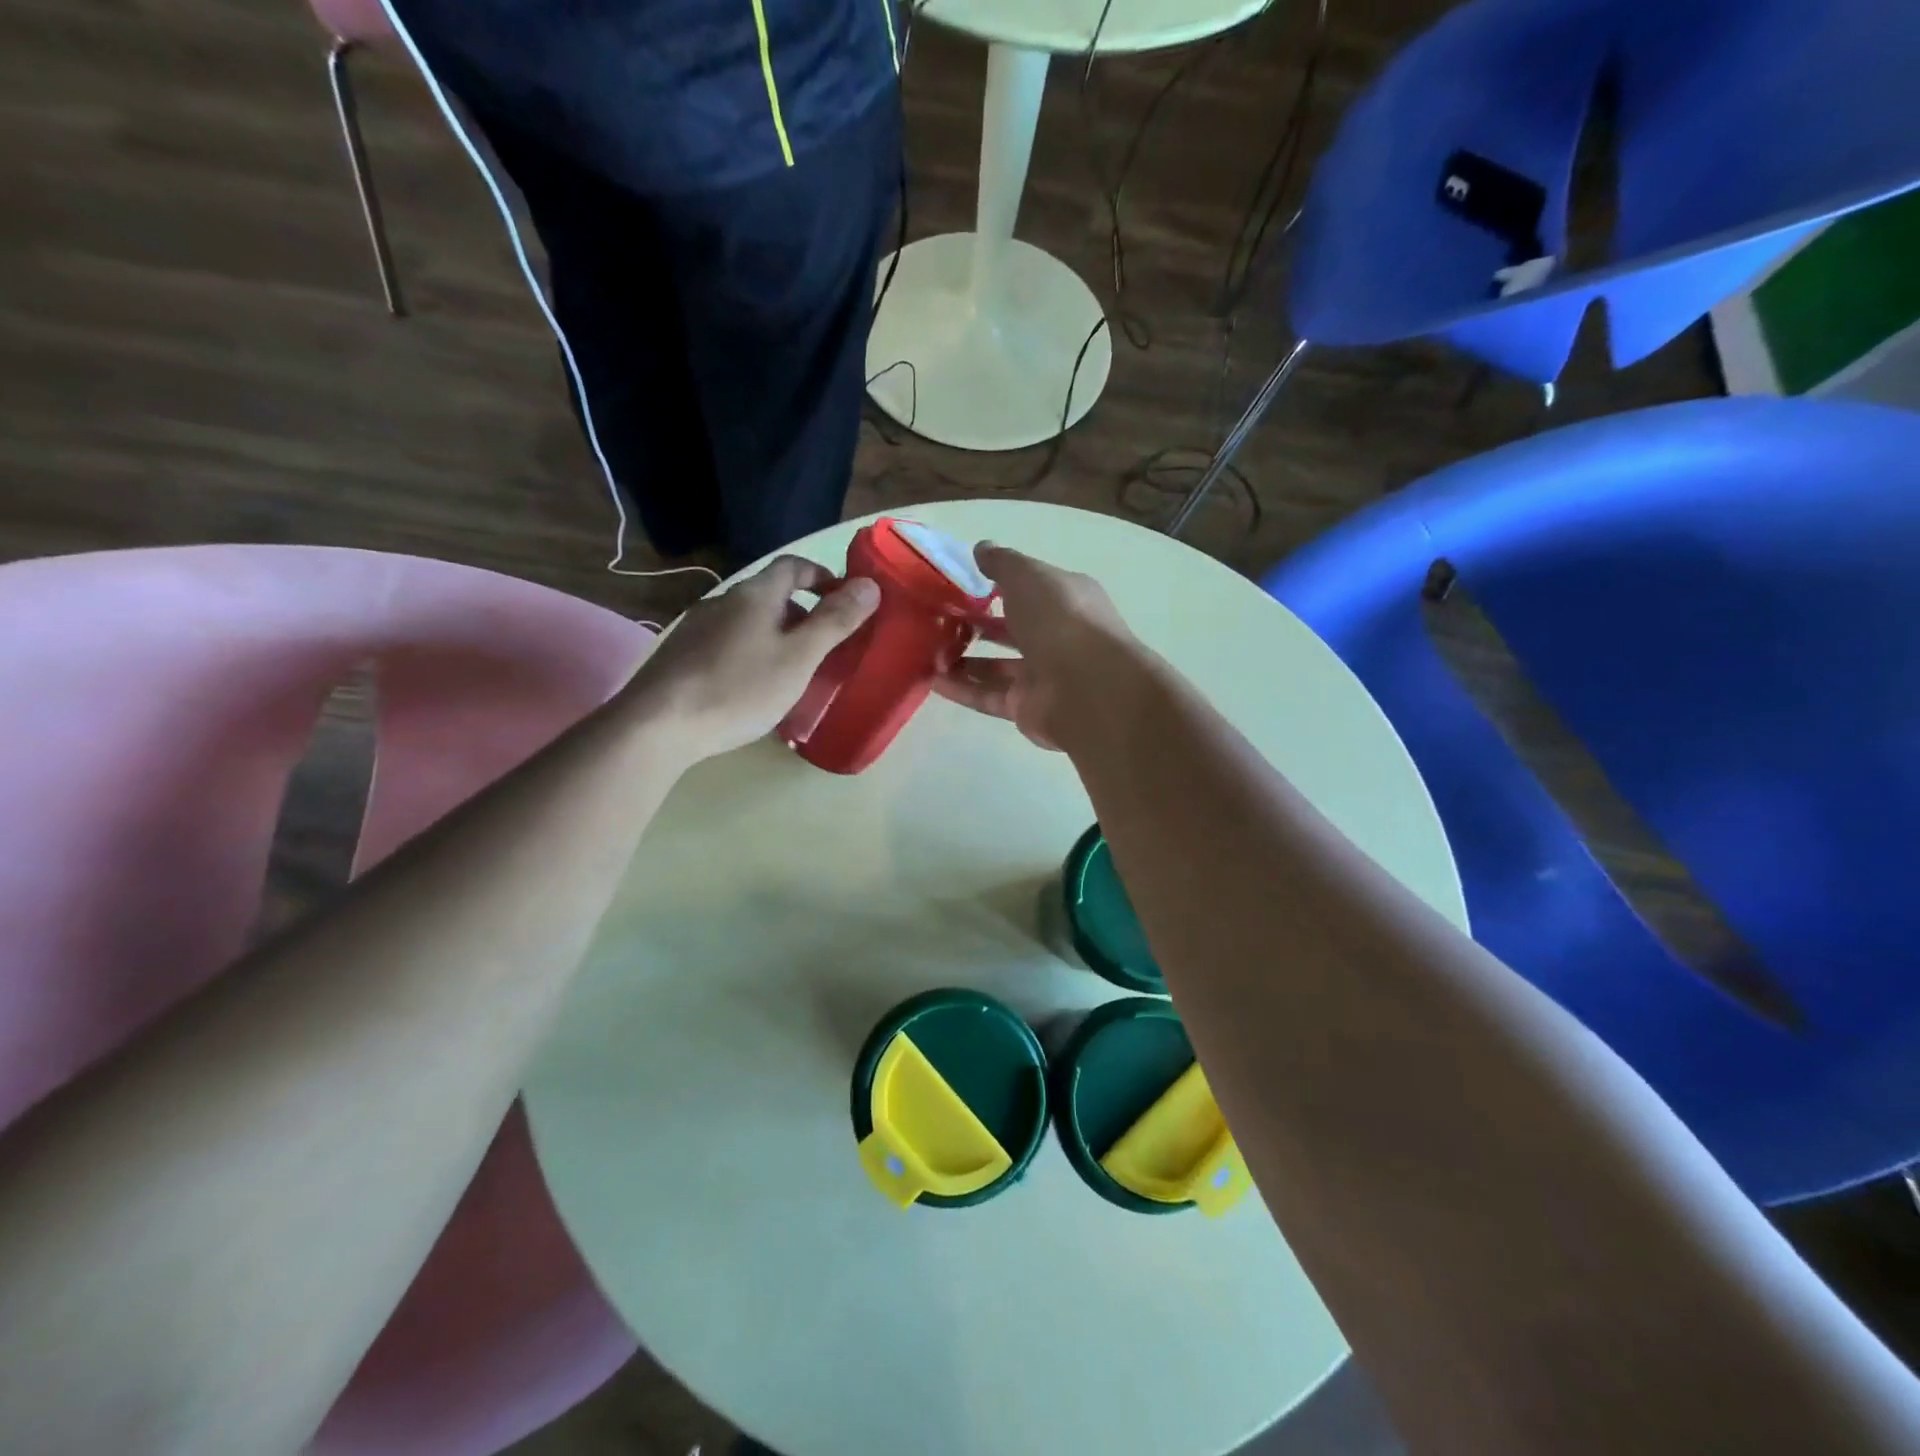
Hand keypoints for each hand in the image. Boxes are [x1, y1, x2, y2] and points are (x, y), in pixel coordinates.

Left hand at [625, 555, 879, 761]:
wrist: (658, 724)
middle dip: (801, 612)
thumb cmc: (739, 688)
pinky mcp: (681, 655)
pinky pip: (727, 642)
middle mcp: (722, 601)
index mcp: (754, 595)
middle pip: (770, 594)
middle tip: (823, 645)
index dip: (821, 574)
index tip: (843, 598)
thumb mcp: (799, 658)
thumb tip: (870, 585)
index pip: (792, 565)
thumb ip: (835, 622)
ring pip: (748, 621)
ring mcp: (696, 628)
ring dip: (775, 634)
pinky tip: (750, 686)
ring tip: (790, 670)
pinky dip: (750, 652)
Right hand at [932, 543, 1138, 749]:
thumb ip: (1002, 563)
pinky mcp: (1027, 708)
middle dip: (976, 625)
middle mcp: (1056, 637)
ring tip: (927, 652)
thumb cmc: (1060, 620)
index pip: (1029, 589)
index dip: (996, 585)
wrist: (1087, 688)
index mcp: (1065, 599)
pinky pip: (988, 696)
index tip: (958, 584)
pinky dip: (962, 689)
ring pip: (996, 666)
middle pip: (1011, 629)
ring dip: (962, 660)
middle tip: (937, 621)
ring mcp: (1043, 675)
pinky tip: (932, 680)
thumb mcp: (1028, 576)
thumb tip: (981, 548)